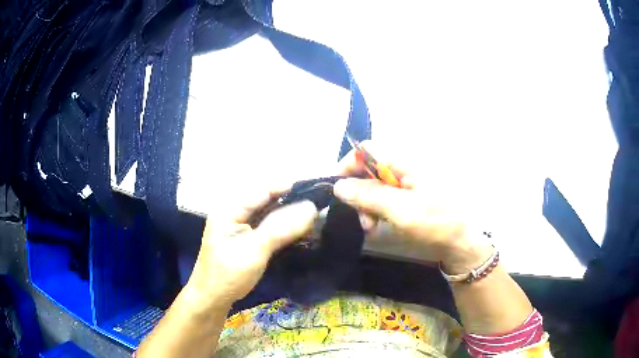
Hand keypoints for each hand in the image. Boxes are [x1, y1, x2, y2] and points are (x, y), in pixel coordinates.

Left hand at [184, 186, 317, 309]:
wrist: (213, 299)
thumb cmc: (229, 275)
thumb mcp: (255, 250)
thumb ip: (281, 228)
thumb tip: (311, 208)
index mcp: (229, 209)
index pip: (261, 190)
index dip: (287, 188)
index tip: (314, 189)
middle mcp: (234, 213)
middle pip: (265, 201)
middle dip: (290, 202)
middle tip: (318, 205)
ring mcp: (240, 227)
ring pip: (268, 214)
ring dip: (289, 216)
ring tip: (314, 216)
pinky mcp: (247, 239)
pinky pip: (267, 227)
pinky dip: (283, 228)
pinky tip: (299, 230)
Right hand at [334, 141, 490, 270]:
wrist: (464, 241)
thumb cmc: (437, 222)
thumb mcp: (401, 210)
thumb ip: (369, 196)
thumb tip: (337, 185)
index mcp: (405, 161)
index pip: (367, 150)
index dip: (348, 165)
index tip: (337, 189)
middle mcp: (405, 166)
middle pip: (369, 170)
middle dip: (359, 193)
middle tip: (361, 220)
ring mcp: (409, 181)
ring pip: (376, 186)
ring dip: (368, 205)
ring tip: (371, 227)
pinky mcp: (411, 195)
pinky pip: (386, 197)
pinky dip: (378, 210)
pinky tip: (380, 225)